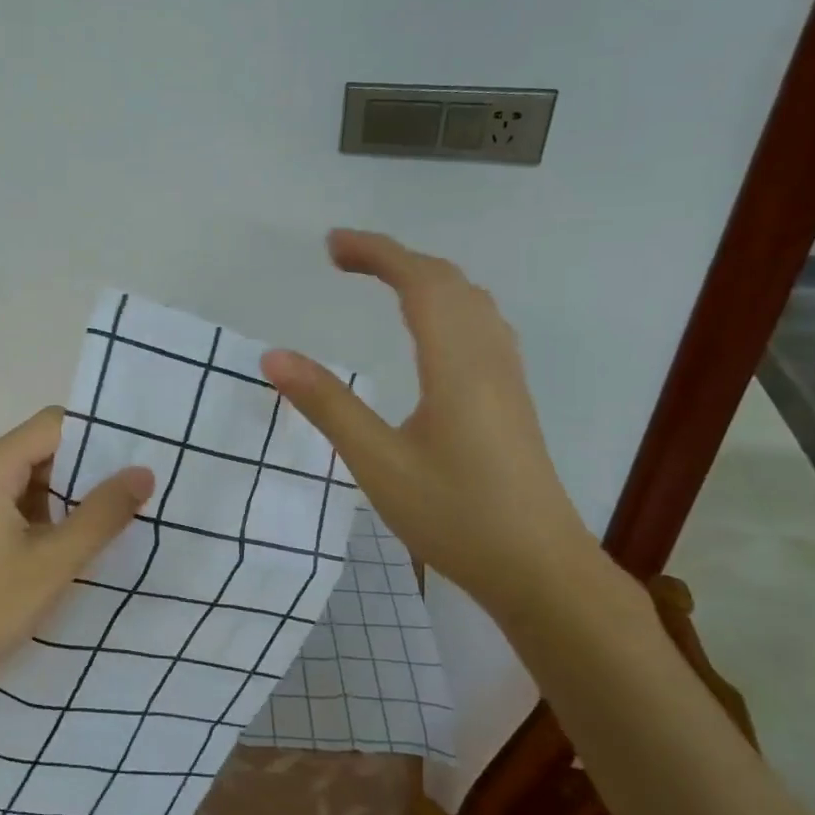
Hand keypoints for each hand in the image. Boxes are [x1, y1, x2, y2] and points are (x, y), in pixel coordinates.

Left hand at [0, 407, 153, 698]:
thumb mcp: (54, 563)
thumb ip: (102, 514)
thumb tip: (144, 472)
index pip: (52, 425)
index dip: (96, 435)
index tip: (137, 455)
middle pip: (41, 447)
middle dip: (86, 466)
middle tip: (133, 489)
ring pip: (30, 475)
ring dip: (67, 492)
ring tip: (114, 513)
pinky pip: (15, 499)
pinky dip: (46, 511)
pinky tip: (74, 537)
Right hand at [260, 229, 597, 616]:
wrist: (540, 571)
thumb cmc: (456, 517)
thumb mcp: (378, 464)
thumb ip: (327, 406)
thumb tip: (274, 356)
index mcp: (457, 364)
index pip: (419, 283)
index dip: (376, 253)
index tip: (331, 244)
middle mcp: (488, 358)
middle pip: (448, 282)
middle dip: (394, 258)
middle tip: (341, 258)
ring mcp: (507, 378)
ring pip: (472, 301)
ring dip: (425, 277)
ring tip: (381, 280)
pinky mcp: (511, 399)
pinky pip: (482, 324)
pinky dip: (447, 303)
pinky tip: (432, 329)